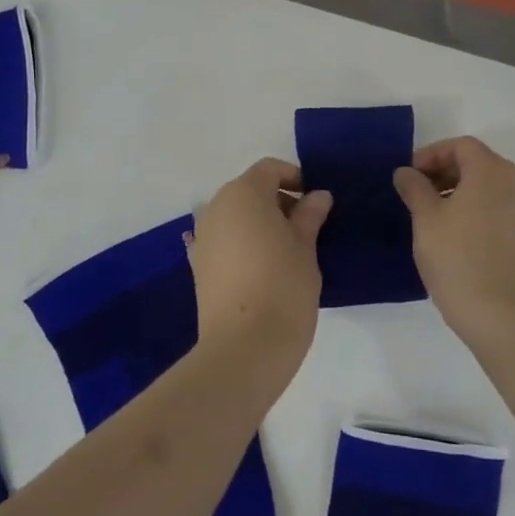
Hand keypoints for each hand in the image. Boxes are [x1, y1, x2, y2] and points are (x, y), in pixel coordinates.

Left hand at [188, 159, 332, 365]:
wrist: (244, 346)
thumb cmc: (283, 286)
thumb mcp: (306, 246)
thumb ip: (310, 215)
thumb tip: (317, 196)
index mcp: (244, 193)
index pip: (269, 169)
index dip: (294, 177)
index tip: (315, 202)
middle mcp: (216, 207)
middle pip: (249, 190)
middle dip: (276, 200)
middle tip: (305, 227)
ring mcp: (202, 236)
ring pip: (234, 215)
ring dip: (257, 222)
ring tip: (284, 250)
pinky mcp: (197, 265)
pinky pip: (222, 240)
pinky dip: (240, 243)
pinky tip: (257, 265)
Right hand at [395, 136, 514, 343]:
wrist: (501, 315)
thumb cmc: (458, 258)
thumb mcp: (426, 219)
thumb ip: (414, 187)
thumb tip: (406, 172)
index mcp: (492, 171)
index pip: (461, 146)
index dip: (431, 154)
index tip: (409, 176)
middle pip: (477, 163)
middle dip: (444, 172)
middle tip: (416, 194)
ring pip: (488, 187)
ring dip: (458, 191)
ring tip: (431, 216)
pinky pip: (497, 208)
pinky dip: (475, 209)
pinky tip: (453, 234)